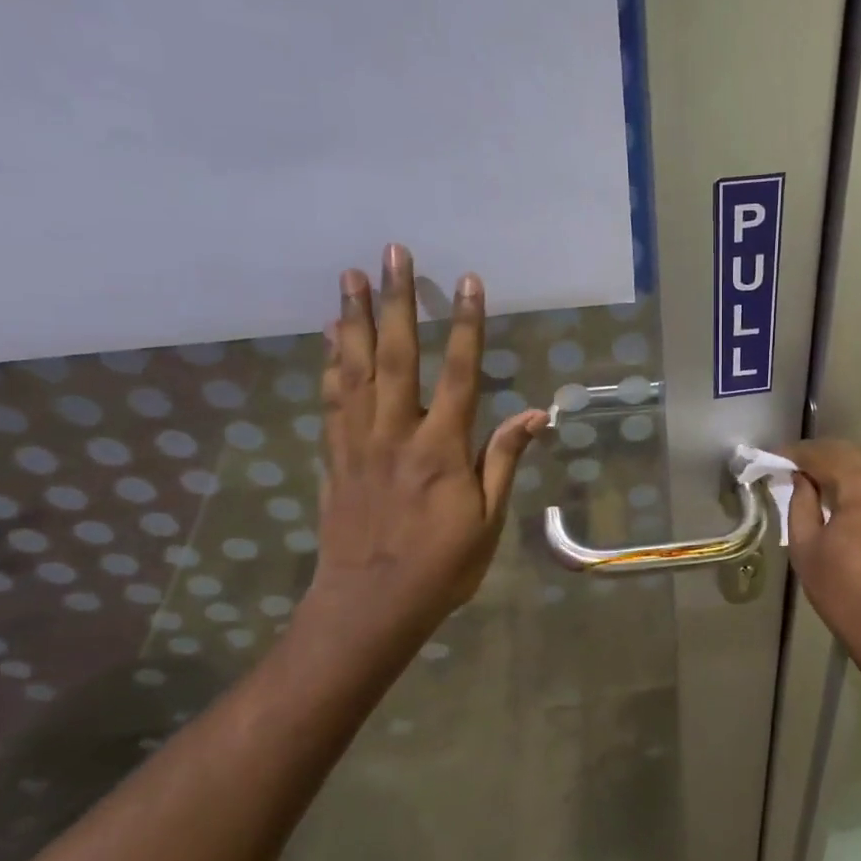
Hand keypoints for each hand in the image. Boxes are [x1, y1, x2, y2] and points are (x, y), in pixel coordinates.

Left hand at [299, 244, 545, 659]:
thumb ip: (503, 461)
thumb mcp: (488, 521)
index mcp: (440, 449)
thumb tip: (533, 413)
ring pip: (354, 370)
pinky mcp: (334, 458)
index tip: (468, 282)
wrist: (368, 606)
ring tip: (350, 277)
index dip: (465, 325)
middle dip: (396, 301)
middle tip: (392, 254)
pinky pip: (330, 401)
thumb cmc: (441, 567)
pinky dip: (329, 364)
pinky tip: (328, 338)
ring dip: (353, 320)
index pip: (458, 373)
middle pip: (396, 356)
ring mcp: (358, 444)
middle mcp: (396, 434)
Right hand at [787, 440, 860, 670]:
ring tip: (812, 481)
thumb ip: (800, 503)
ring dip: (839, 466)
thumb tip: (801, 479)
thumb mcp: (807, 548)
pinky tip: (841, 496)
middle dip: (817, 456)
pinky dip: (859, 480)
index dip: (794, 454)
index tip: (770, 459)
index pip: (823, 454)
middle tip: (788, 467)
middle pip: (848, 452)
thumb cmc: (846, 594)